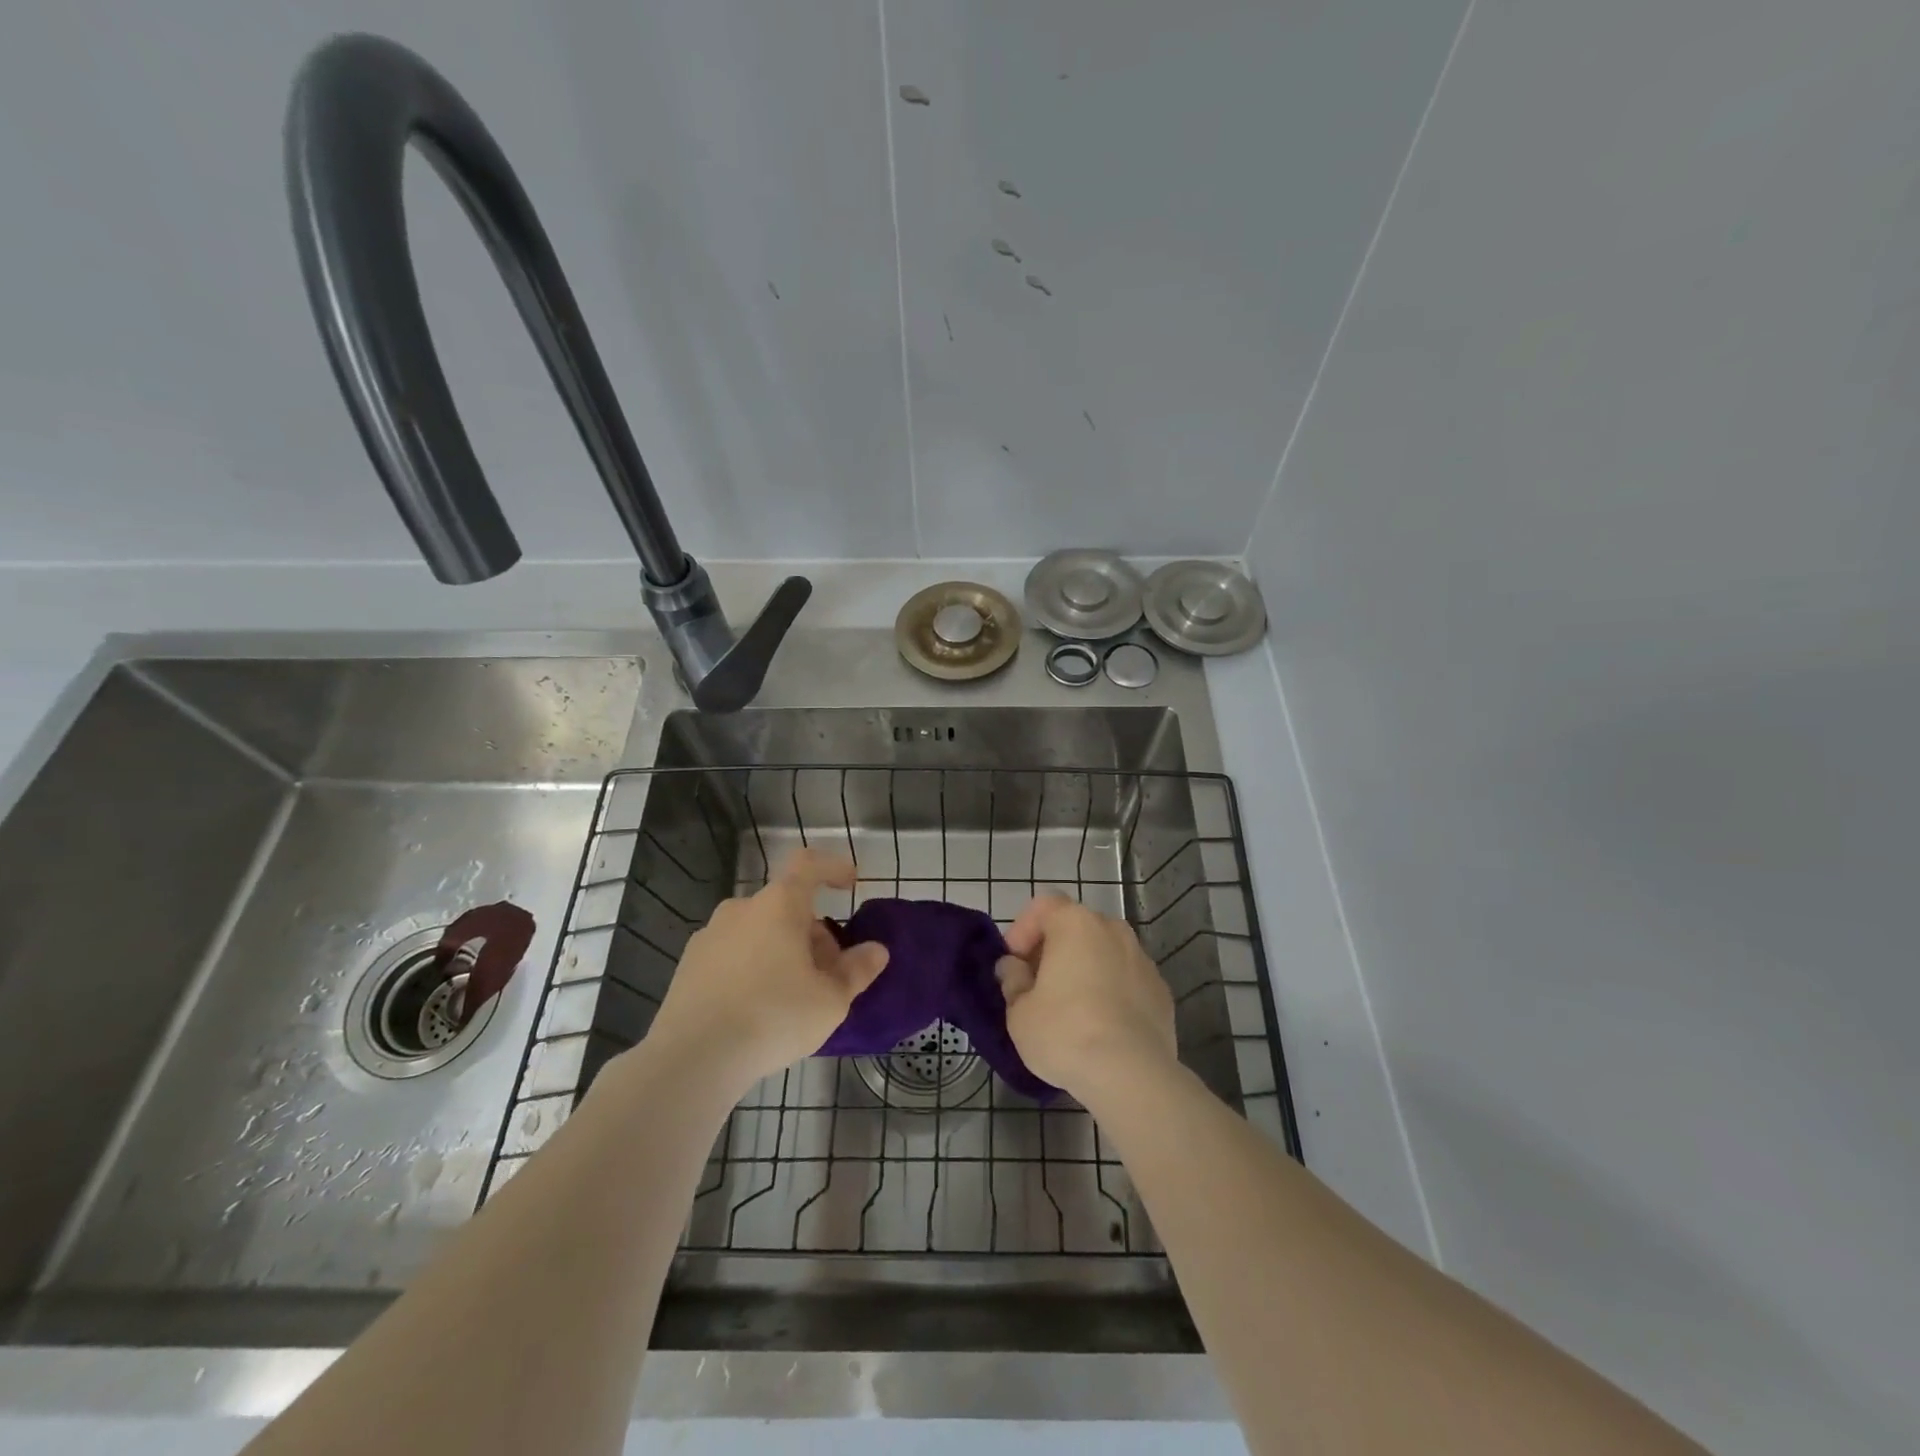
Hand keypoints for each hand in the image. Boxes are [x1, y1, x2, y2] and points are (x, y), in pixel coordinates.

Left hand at [644, 849, 888, 1091]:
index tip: (850, 885)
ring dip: (782, 950)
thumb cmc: (774, 1016)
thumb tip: (876, 951)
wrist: (693, 1058)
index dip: (833, 867)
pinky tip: (757, 1009)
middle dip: (812, 932)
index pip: (809, 864)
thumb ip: (857, 970)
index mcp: (779, 904)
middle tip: (828, 974)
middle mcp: (742, 908)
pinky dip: (752, 967)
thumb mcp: (831, 1000)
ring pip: (758, 931)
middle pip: (786, 906)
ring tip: (793, 995)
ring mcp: (710, 935)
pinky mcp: (689, 965)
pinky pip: (733, 954)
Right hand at [995, 894, 1177, 1099]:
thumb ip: (1013, 980)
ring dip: (1085, 969)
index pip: (1043, 906)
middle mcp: (1113, 930)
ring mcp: (1142, 959)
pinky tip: (1102, 1026)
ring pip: (1104, 952)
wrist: (1131, 1075)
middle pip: (1076, 927)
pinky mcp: (1161, 990)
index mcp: (1075, 924)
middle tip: (1037, 986)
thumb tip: (1013, 967)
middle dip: (1054, 949)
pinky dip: (1112, 991)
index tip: (1014, 964)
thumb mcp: (1019, 1012)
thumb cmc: (1065, 1033)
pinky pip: (1127, 979)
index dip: (1023, 930)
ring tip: (1071, 1008)